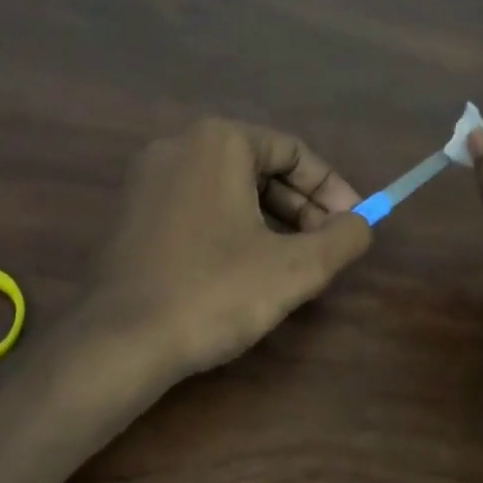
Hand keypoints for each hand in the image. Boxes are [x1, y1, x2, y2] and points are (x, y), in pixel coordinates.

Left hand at [82, 118, 372, 392]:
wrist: (120, 341)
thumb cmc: (214, 292)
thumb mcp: (295, 268)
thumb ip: (343, 238)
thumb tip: (362, 224)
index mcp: (219, 142)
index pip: (292, 151)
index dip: (331, 188)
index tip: (354, 223)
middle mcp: (179, 146)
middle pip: (259, 167)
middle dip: (301, 207)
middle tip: (327, 246)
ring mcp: (149, 178)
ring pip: (229, 188)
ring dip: (270, 219)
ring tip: (294, 262)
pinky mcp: (133, 212)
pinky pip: (198, 206)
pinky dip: (232, 227)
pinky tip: (247, 268)